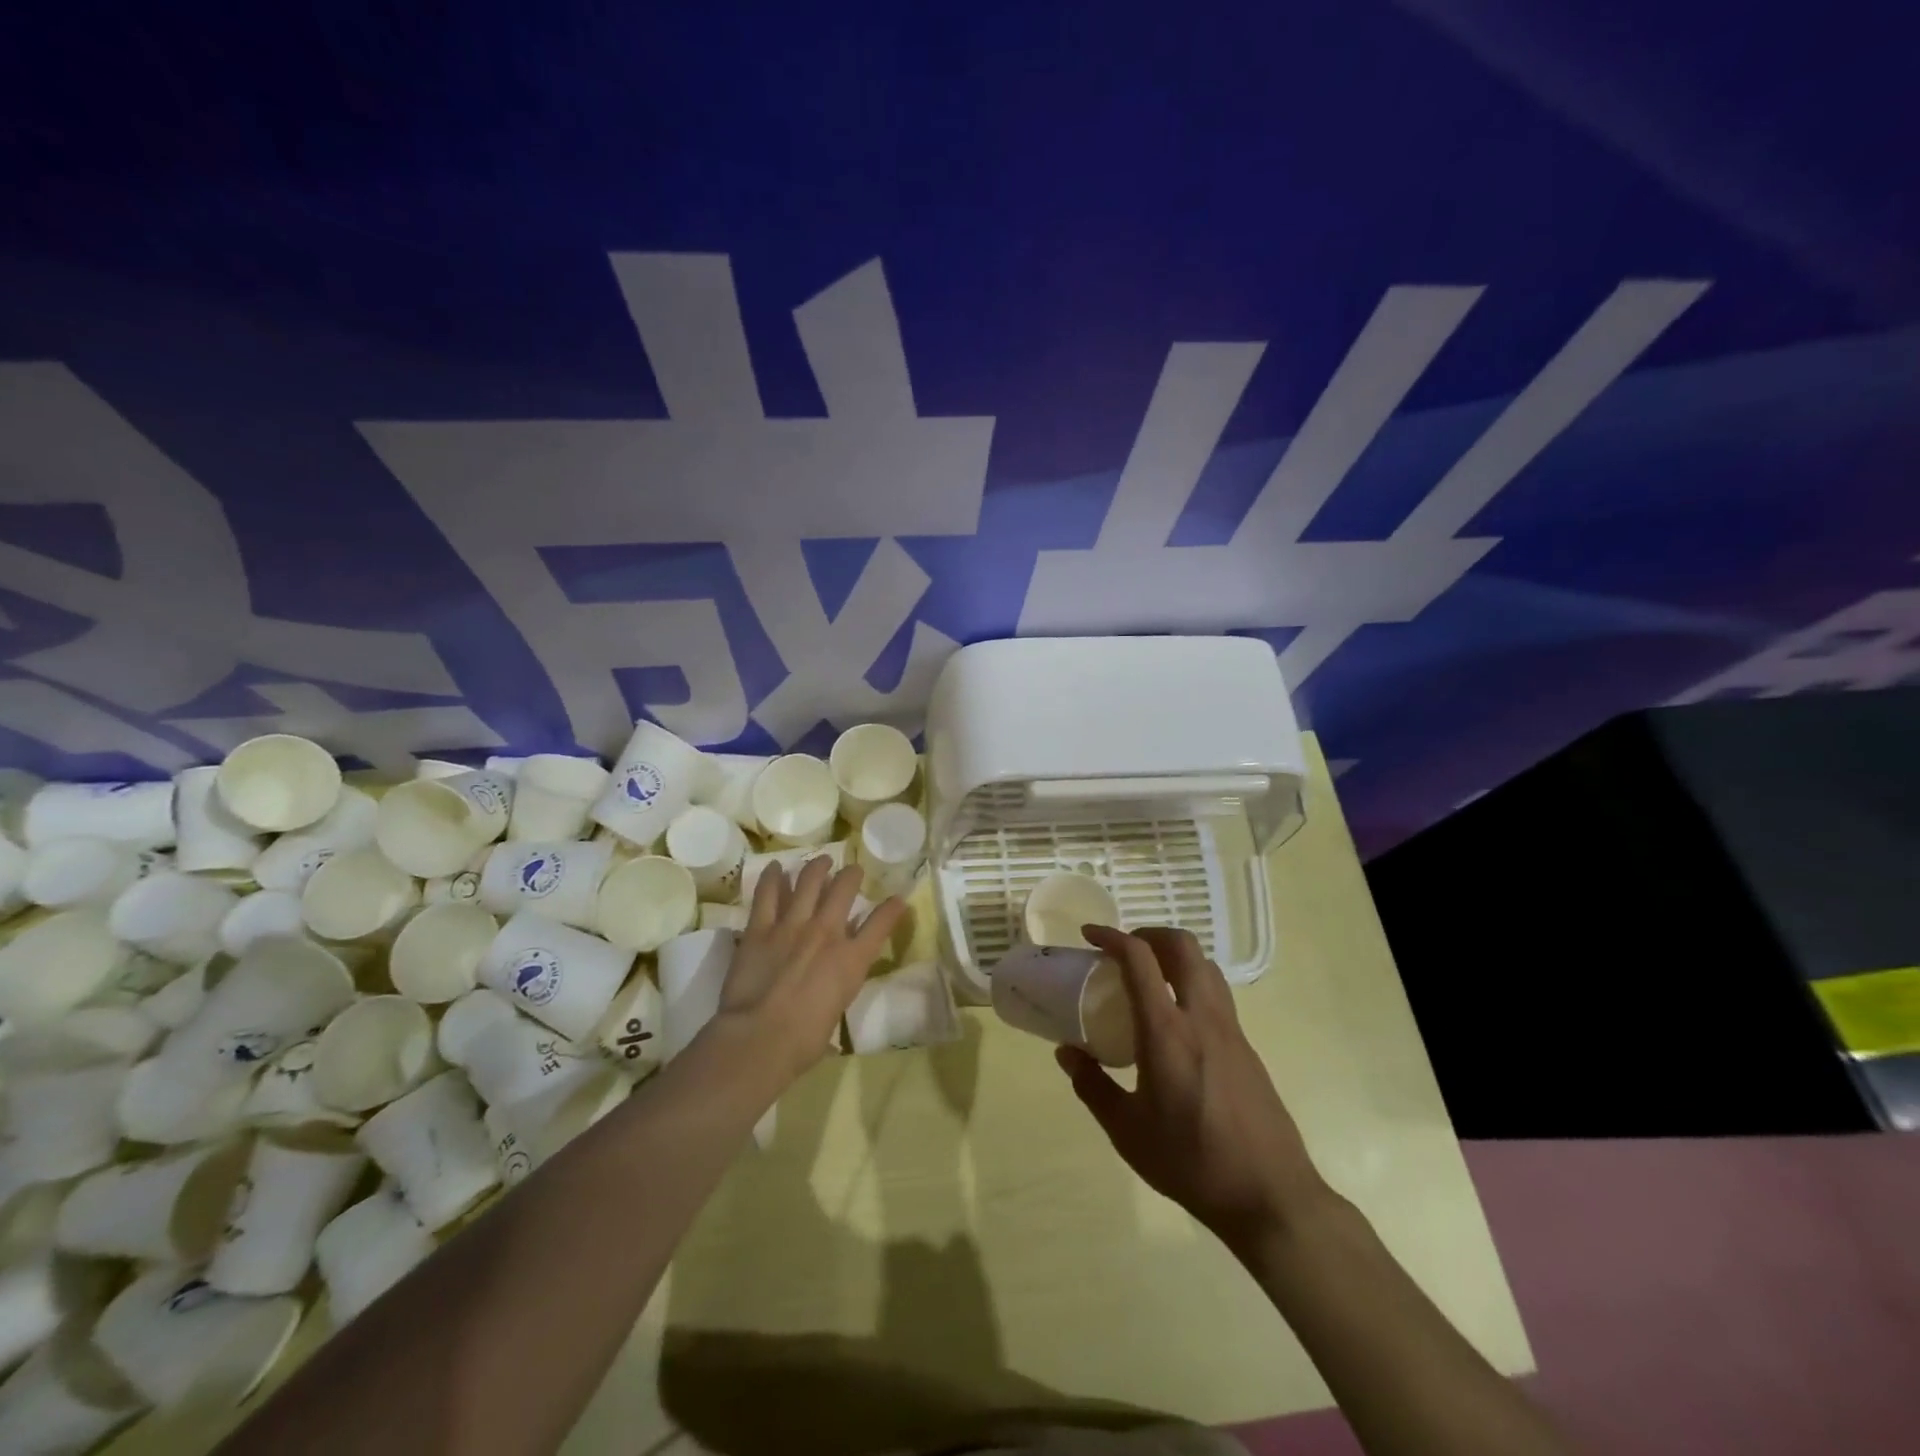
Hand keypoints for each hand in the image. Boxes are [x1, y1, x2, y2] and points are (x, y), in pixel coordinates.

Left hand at [712, 856, 905, 1084]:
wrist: (760, 1037)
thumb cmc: (804, 1041)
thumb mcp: (837, 1011)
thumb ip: (839, 987)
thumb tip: (832, 990)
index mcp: (852, 959)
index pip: (881, 924)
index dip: (892, 909)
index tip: (898, 898)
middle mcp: (827, 932)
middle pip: (844, 889)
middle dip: (852, 875)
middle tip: (853, 871)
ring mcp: (793, 925)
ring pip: (809, 881)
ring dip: (817, 867)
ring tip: (821, 862)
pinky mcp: (761, 927)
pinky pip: (768, 894)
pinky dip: (772, 878)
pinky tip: (775, 867)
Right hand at [1057, 926, 1328, 1249]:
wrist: (1271, 1196)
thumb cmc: (1192, 1162)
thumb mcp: (1127, 1132)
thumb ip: (1092, 1086)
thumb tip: (1067, 1053)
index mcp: (1167, 1032)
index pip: (1140, 959)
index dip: (1113, 937)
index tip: (1090, 935)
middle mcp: (1202, 1018)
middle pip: (1183, 946)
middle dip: (1149, 934)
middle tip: (1123, 950)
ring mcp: (1231, 1030)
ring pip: (1206, 966)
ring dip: (1174, 956)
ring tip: (1149, 978)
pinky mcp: (1247, 1048)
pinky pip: (1217, 995)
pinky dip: (1191, 984)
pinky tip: (1175, 1021)